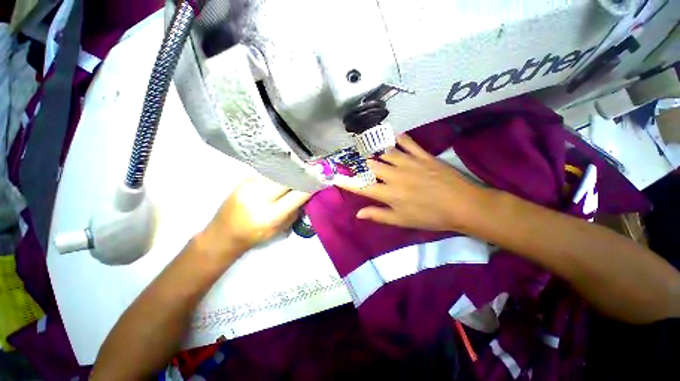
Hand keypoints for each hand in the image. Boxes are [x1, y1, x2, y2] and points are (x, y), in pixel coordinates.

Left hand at [197, 175, 310, 259]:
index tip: (322, 178)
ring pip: (278, 172)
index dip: (312, 185)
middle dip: (304, 173)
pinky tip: (286, 171)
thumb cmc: (255, 236)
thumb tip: (307, 192)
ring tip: (302, 168)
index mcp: (271, 215)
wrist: (223, 234)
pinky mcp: (243, 181)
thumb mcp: (280, 228)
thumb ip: (295, 210)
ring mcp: (249, 186)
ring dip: (293, 170)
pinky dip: (280, 172)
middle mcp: (259, 198)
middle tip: (315, 169)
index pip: (298, 194)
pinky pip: (268, 173)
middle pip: (288, 178)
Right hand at [339, 134, 490, 231]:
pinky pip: (408, 142)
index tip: (335, 176)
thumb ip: (378, 215)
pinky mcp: (423, 156)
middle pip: (371, 164)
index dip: (346, 182)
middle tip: (360, 162)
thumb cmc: (430, 216)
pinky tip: (394, 136)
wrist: (462, 205)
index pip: (361, 186)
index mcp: (389, 193)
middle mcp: (394, 175)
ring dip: (377, 151)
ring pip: (386, 152)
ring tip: (372, 149)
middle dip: (363, 163)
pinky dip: (399, 138)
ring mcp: (409, 163)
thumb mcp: (402, 220)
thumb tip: (358, 214)